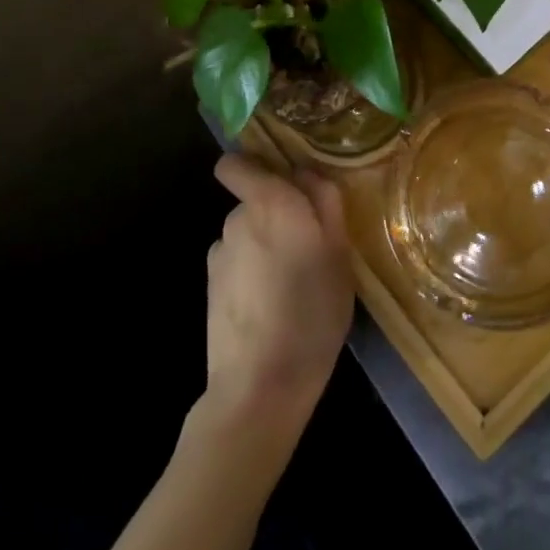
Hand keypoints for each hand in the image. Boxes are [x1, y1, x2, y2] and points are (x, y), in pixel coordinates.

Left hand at [202, 153, 354, 443]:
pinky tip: (270, 306)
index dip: (253, 167)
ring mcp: (220, 254)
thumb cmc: (312, 310)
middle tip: (310, 246)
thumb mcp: (339, 252)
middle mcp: (237, 219)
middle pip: (254, 200)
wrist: (260, 385)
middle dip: (277, 214)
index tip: (284, 183)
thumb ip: (325, 202)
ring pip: (247, 234)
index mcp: (270, 202)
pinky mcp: (210, 288)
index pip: (235, 164)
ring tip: (293, 282)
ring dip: (265, 245)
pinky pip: (237, 264)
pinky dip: (251, 274)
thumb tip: (306, 171)